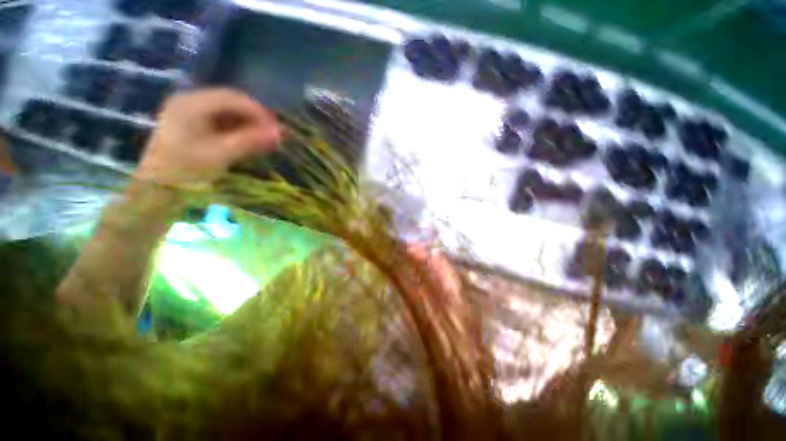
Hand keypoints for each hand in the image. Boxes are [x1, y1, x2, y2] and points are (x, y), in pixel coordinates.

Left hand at [136, 88, 280, 186]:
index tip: (276, 130)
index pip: (234, 98)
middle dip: (254, 119)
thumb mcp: (222, 154)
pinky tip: (247, 141)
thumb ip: (251, 141)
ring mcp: (189, 110)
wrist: (158, 186)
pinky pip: (219, 120)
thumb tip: (279, 134)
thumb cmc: (186, 169)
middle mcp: (190, 100)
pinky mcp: (191, 122)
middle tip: (272, 136)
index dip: (259, 112)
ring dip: (247, 125)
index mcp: (192, 103)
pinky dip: (236, 129)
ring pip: (227, 111)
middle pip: (231, 103)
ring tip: (262, 141)